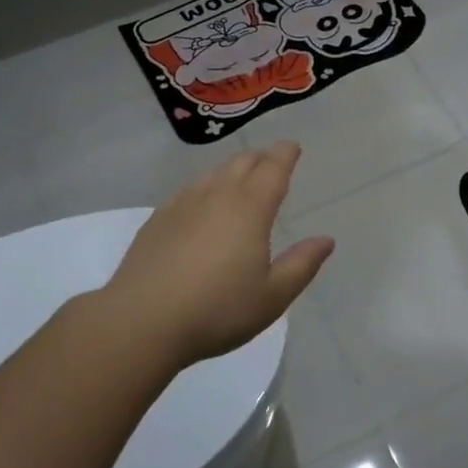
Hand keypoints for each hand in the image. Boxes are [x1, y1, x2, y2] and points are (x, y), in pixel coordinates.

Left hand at [102, 141, 333, 366]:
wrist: (142, 321)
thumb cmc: (217, 310)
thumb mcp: (272, 296)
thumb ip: (301, 265)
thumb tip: (326, 240)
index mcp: (250, 208)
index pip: (273, 168)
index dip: (285, 154)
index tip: (292, 147)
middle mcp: (217, 195)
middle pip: (242, 163)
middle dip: (261, 158)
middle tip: (271, 161)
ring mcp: (182, 204)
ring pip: (213, 173)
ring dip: (232, 170)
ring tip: (240, 179)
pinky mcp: (157, 219)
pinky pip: (189, 190)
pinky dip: (205, 188)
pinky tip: (201, 204)